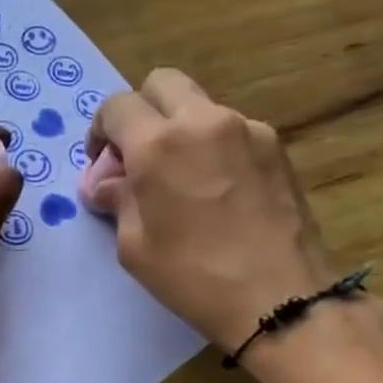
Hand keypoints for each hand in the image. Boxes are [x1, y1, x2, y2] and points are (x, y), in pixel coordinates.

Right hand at [86, 69, 337, 350]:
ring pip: (200, 106)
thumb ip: (117, 200)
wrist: (280, 299)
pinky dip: (215, 147)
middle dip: (142, 112)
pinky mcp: (277, 147)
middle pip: (162, 84)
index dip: (101, 130)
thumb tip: (106, 183)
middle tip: (140, 156)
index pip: (117, 106)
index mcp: (159, 144)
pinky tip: (219, 191)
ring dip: (181, 129)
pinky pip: (233, 130)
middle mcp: (204, 121)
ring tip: (183, 180)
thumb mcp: (135, 246)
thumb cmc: (194, 277)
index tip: (103, 164)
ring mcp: (248, 129)